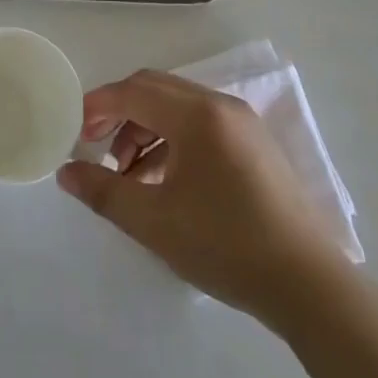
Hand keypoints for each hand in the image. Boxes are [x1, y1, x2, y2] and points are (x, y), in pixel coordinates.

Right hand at [56, 69, 347, 331]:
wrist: (310, 287)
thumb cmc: (226, 246)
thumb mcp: (154, 222)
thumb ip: (104, 192)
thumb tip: (66, 172)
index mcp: (196, 115)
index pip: (132, 91)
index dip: (97, 106)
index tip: (74, 131)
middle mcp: (220, 106)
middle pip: (154, 90)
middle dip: (119, 113)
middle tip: (96, 147)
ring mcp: (242, 124)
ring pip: (177, 107)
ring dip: (145, 129)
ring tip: (129, 175)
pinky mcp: (255, 145)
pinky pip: (200, 125)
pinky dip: (172, 140)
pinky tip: (163, 181)